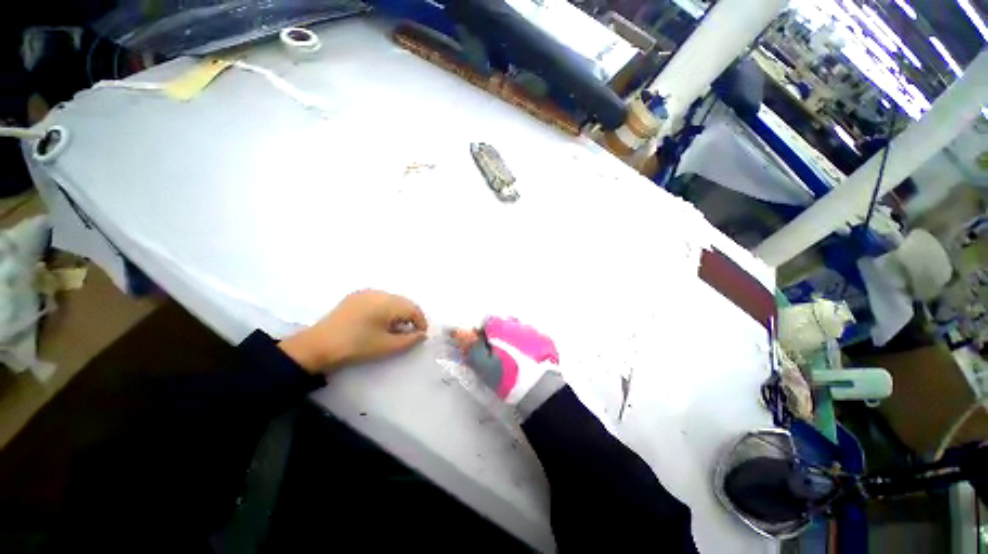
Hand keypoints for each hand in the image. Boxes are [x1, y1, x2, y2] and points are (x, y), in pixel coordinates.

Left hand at [279, 290, 427, 374]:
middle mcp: (379, 293)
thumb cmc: (357, 346)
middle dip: (411, 316)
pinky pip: (379, 299)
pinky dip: (386, 309)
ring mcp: (366, 293)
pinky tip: (380, 321)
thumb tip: (422, 334)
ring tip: (396, 328)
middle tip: (411, 332)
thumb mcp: (387, 346)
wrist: (318, 345)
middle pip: (404, 302)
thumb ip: (410, 339)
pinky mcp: (356, 296)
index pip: (413, 309)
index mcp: (388, 303)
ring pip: (392, 300)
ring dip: (399, 312)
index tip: (422, 335)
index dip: (421, 322)